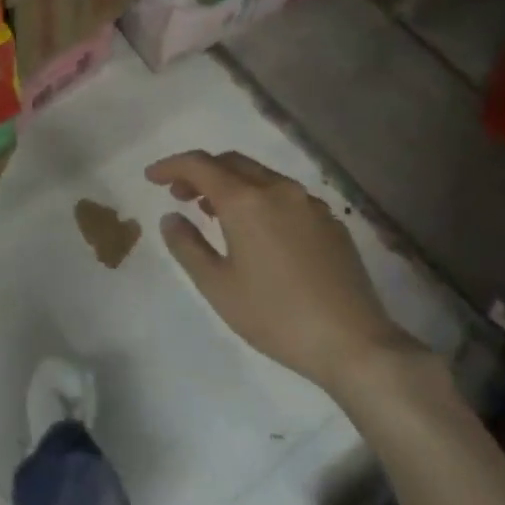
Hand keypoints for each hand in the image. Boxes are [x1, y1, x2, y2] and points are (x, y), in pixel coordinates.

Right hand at [146, 150, 421, 392]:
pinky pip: (286, 196)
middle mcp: (280, 190)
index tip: (152, 178)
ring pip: (262, 177)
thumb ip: (187, 246)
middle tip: (179, 195)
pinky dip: (259, 199)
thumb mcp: (217, 286)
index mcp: (247, 201)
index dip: (171, 166)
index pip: (200, 165)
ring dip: (231, 184)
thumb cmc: (275, 315)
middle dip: (201, 172)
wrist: (353, 341)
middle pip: (232, 163)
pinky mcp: (331, 222)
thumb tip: (171, 218)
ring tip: (213, 211)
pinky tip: (256, 230)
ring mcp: (310, 204)